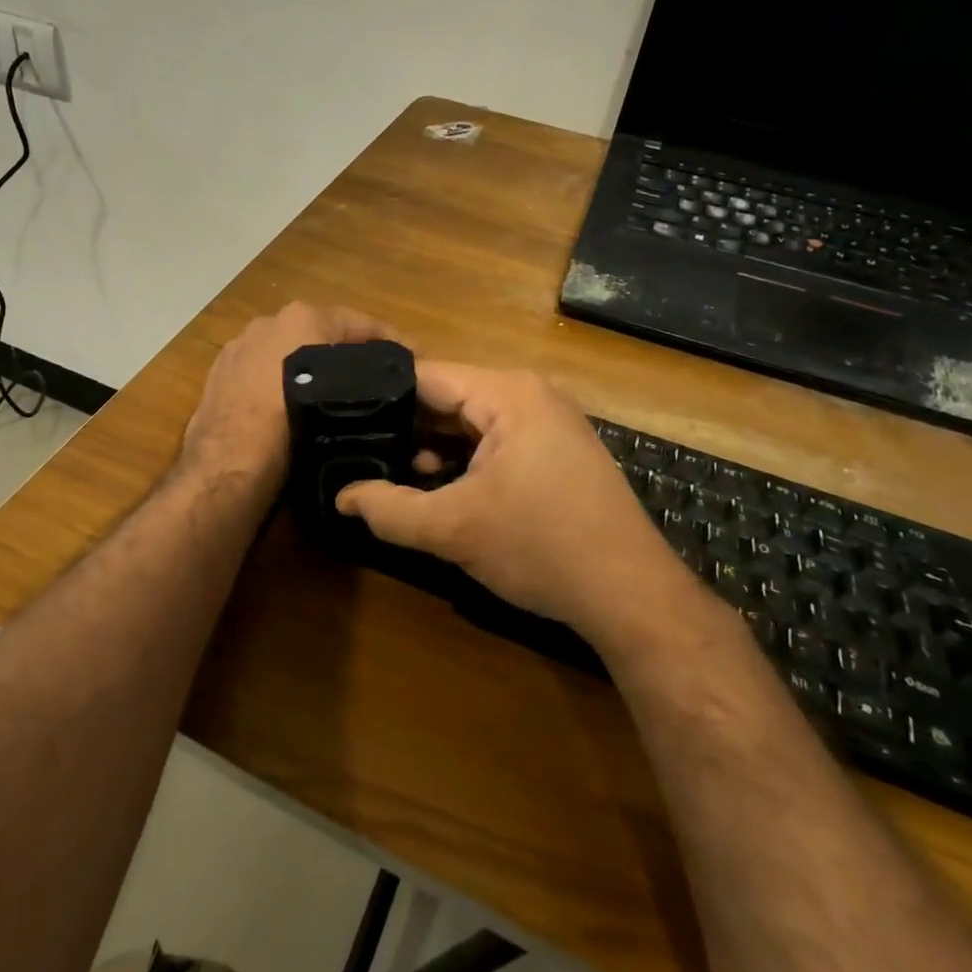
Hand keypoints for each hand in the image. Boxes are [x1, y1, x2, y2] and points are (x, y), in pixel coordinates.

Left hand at [182, 302, 400, 495]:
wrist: (230, 465)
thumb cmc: (294, 428)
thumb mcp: (347, 400)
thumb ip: (369, 383)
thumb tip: (390, 388)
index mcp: (302, 317)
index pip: (361, 323)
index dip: (393, 343)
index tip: (418, 361)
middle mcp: (269, 322)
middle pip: (322, 334)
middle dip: (350, 354)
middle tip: (379, 381)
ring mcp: (240, 346)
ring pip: (290, 352)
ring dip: (314, 368)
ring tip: (338, 397)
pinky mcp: (219, 374)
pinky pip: (263, 372)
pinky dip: (281, 383)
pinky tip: (294, 408)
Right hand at [335, 363, 678, 635]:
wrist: (632, 595)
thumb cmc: (542, 548)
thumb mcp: (454, 529)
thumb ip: (389, 508)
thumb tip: (340, 496)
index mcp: (508, 392)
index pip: (426, 376)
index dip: (380, 395)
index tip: (340, 416)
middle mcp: (530, 393)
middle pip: (448, 397)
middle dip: (405, 425)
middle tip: (353, 446)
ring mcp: (548, 420)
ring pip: (470, 421)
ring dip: (432, 446)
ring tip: (385, 468)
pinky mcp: (555, 449)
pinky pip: (495, 439)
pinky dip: (463, 458)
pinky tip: (436, 485)